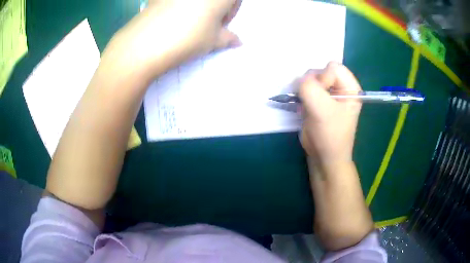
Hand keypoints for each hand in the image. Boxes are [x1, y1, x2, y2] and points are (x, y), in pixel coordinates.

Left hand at [101, 0, 241, 80]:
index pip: (235, 0)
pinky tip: (170, 17)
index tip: (222, 24)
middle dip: (215, 7)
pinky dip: (178, 5)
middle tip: (206, 23)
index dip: (232, 11)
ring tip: (187, 21)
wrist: (146, 41)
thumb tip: (238, 41)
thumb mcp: (213, 41)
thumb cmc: (188, 38)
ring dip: (197, 6)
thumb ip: (229, 38)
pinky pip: (175, 1)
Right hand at [299, 62, 361, 163]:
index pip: (333, 67)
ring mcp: (328, 93)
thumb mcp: (322, 110)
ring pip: (310, 78)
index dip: (323, 78)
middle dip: (312, 84)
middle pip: (320, 70)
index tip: (321, 98)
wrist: (323, 156)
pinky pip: (305, 87)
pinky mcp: (317, 99)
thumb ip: (310, 88)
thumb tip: (300, 79)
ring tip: (306, 105)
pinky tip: (302, 106)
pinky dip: (300, 94)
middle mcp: (340, 87)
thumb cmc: (330, 135)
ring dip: (304, 90)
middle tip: (312, 101)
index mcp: (350, 87)